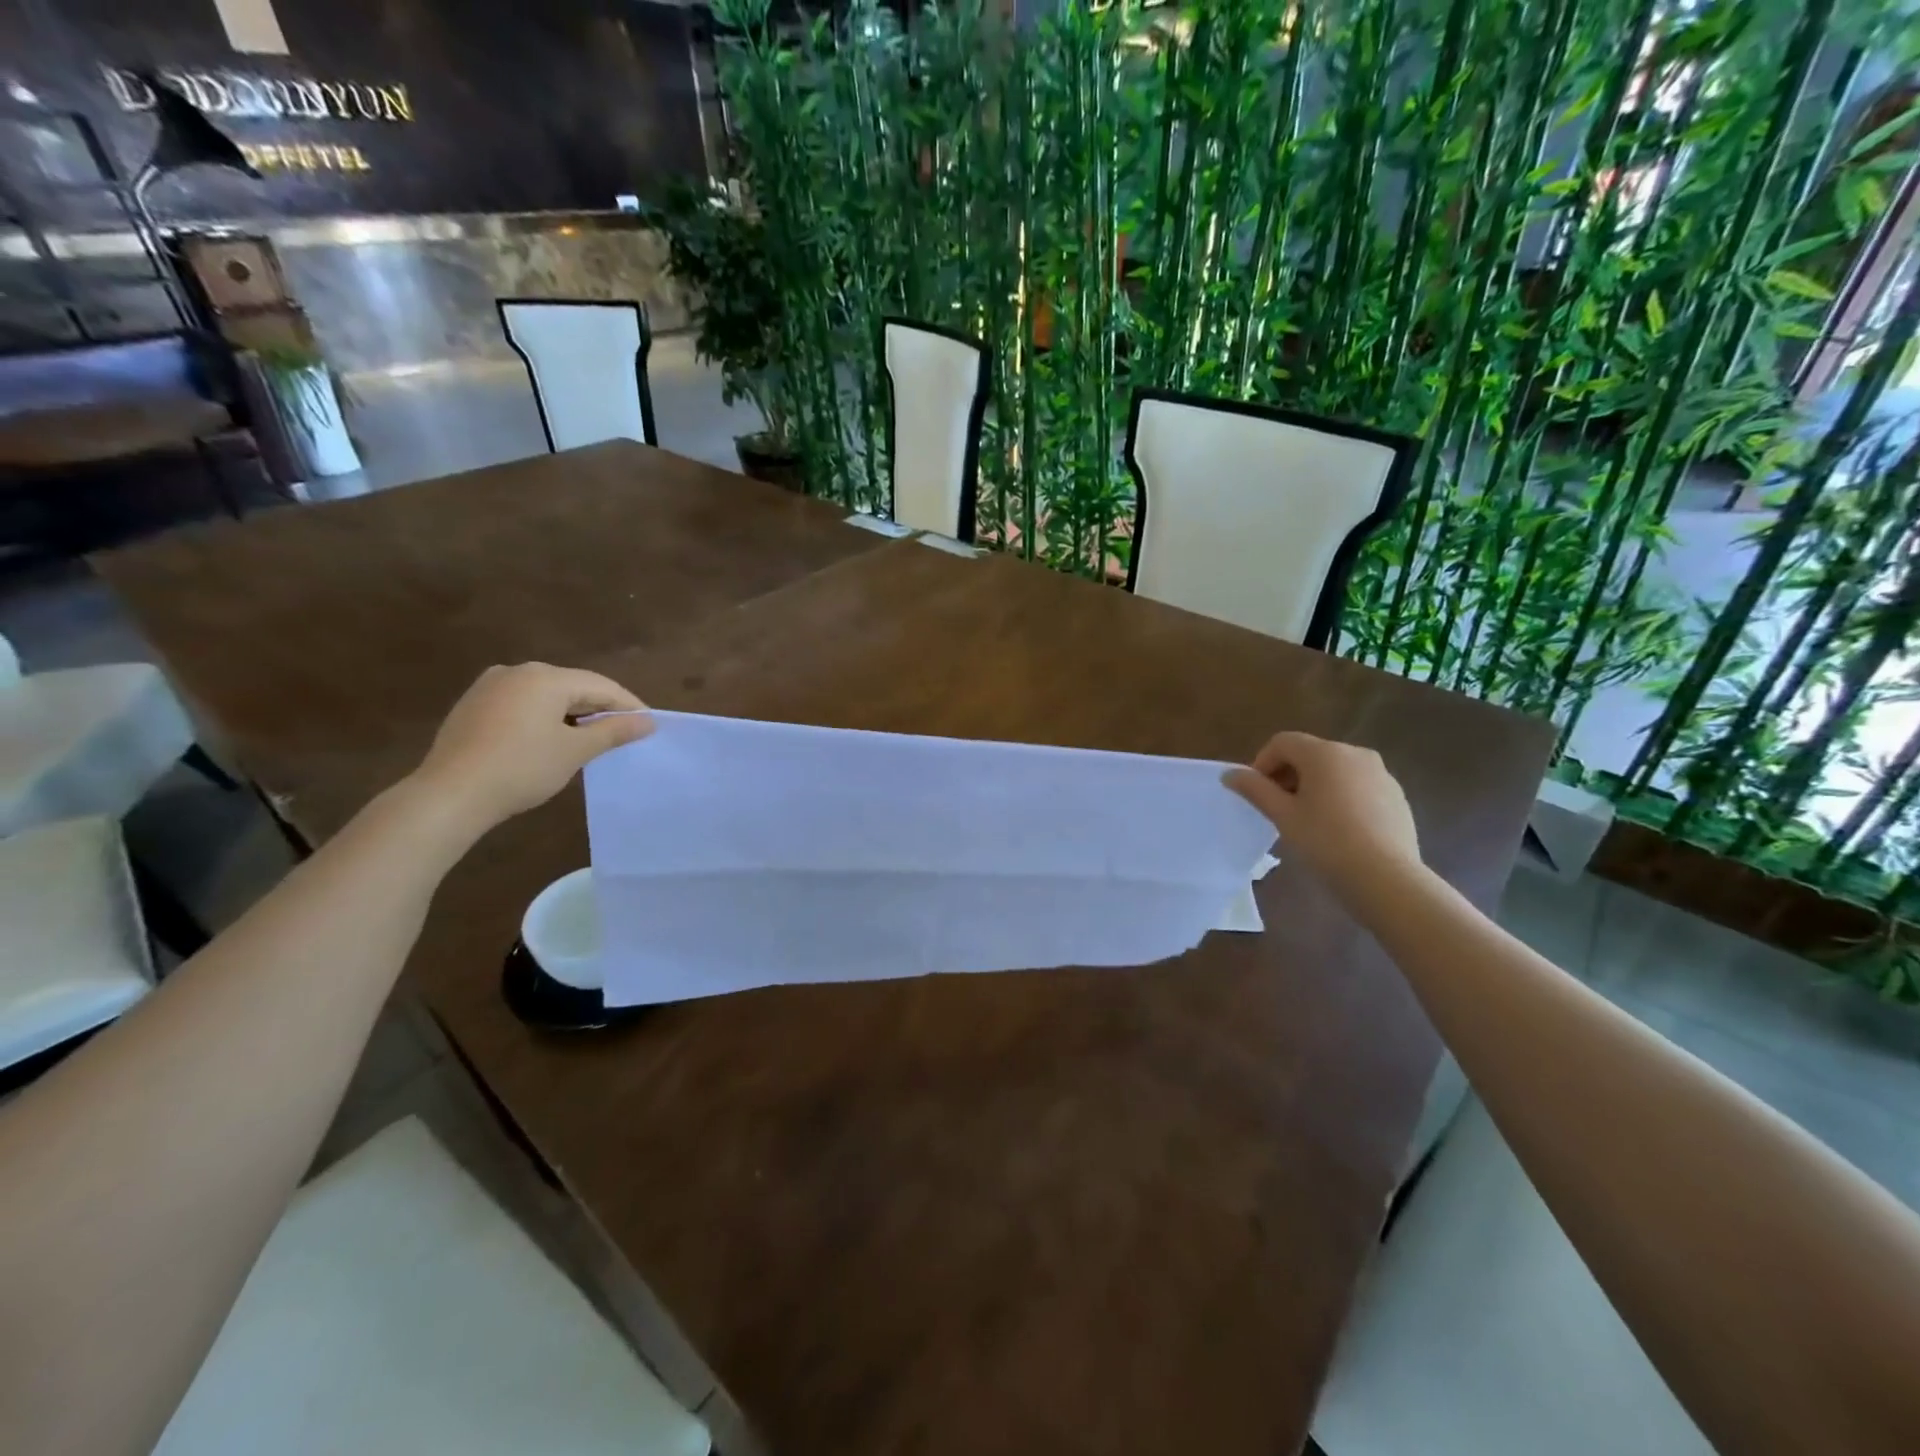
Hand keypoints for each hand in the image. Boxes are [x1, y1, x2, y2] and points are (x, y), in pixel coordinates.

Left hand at [410, 663, 651, 832]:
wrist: (450, 795)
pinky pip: (522, 704)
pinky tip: (550, 740)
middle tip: (622, 734)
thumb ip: (614, 731)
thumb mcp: (575, 751)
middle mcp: (518, 671)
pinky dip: (544, 717)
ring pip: (546, 695)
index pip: (601, 685)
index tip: (649, 726)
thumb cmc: (522, 768)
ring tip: (590, 739)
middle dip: (600, 708)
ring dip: (572, 714)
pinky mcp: (473, 705)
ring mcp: (490, 686)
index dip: (628, 705)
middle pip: (573, 686)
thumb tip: (647, 721)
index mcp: (545, 677)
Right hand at [1224, 732, 1421, 894]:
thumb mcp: (1282, 815)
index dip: (1262, 763)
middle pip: (1310, 754)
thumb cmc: (1326, 841)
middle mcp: (1355, 753)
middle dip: (1288, 775)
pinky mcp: (1396, 795)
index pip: (1282, 742)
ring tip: (1307, 820)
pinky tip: (1338, 829)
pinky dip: (1340, 797)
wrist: (1386, 878)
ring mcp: (1381, 773)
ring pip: (1335, 771)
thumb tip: (1230, 774)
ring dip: (1314, 786)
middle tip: (1278, 808)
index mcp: (1324, 753)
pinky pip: (1358, 786)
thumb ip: (1254, 789)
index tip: (1256, 793)